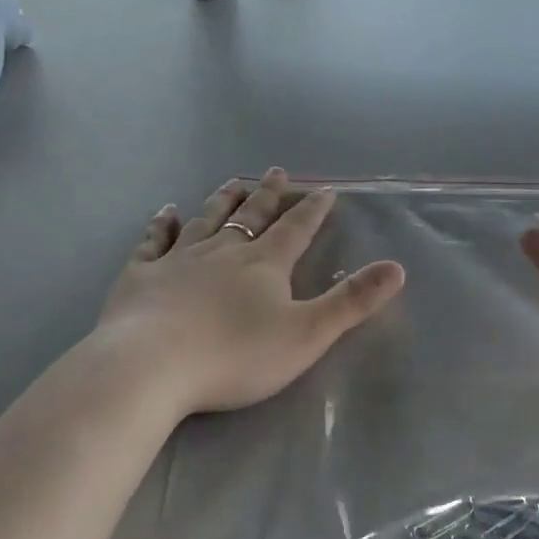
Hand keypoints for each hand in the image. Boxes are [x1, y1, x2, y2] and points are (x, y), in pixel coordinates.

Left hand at [93, 170, 405, 418]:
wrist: (151, 367)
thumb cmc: (235, 355)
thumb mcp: (307, 333)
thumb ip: (352, 301)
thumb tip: (397, 267)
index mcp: (264, 264)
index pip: (296, 229)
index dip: (313, 209)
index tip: (325, 188)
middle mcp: (223, 251)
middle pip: (250, 216)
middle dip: (267, 195)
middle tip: (276, 172)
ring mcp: (178, 260)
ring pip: (205, 220)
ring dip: (222, 201)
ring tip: (232, 183)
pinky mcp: (141, 276)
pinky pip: (154, 241)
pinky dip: (161, 224)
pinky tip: (165, 212)